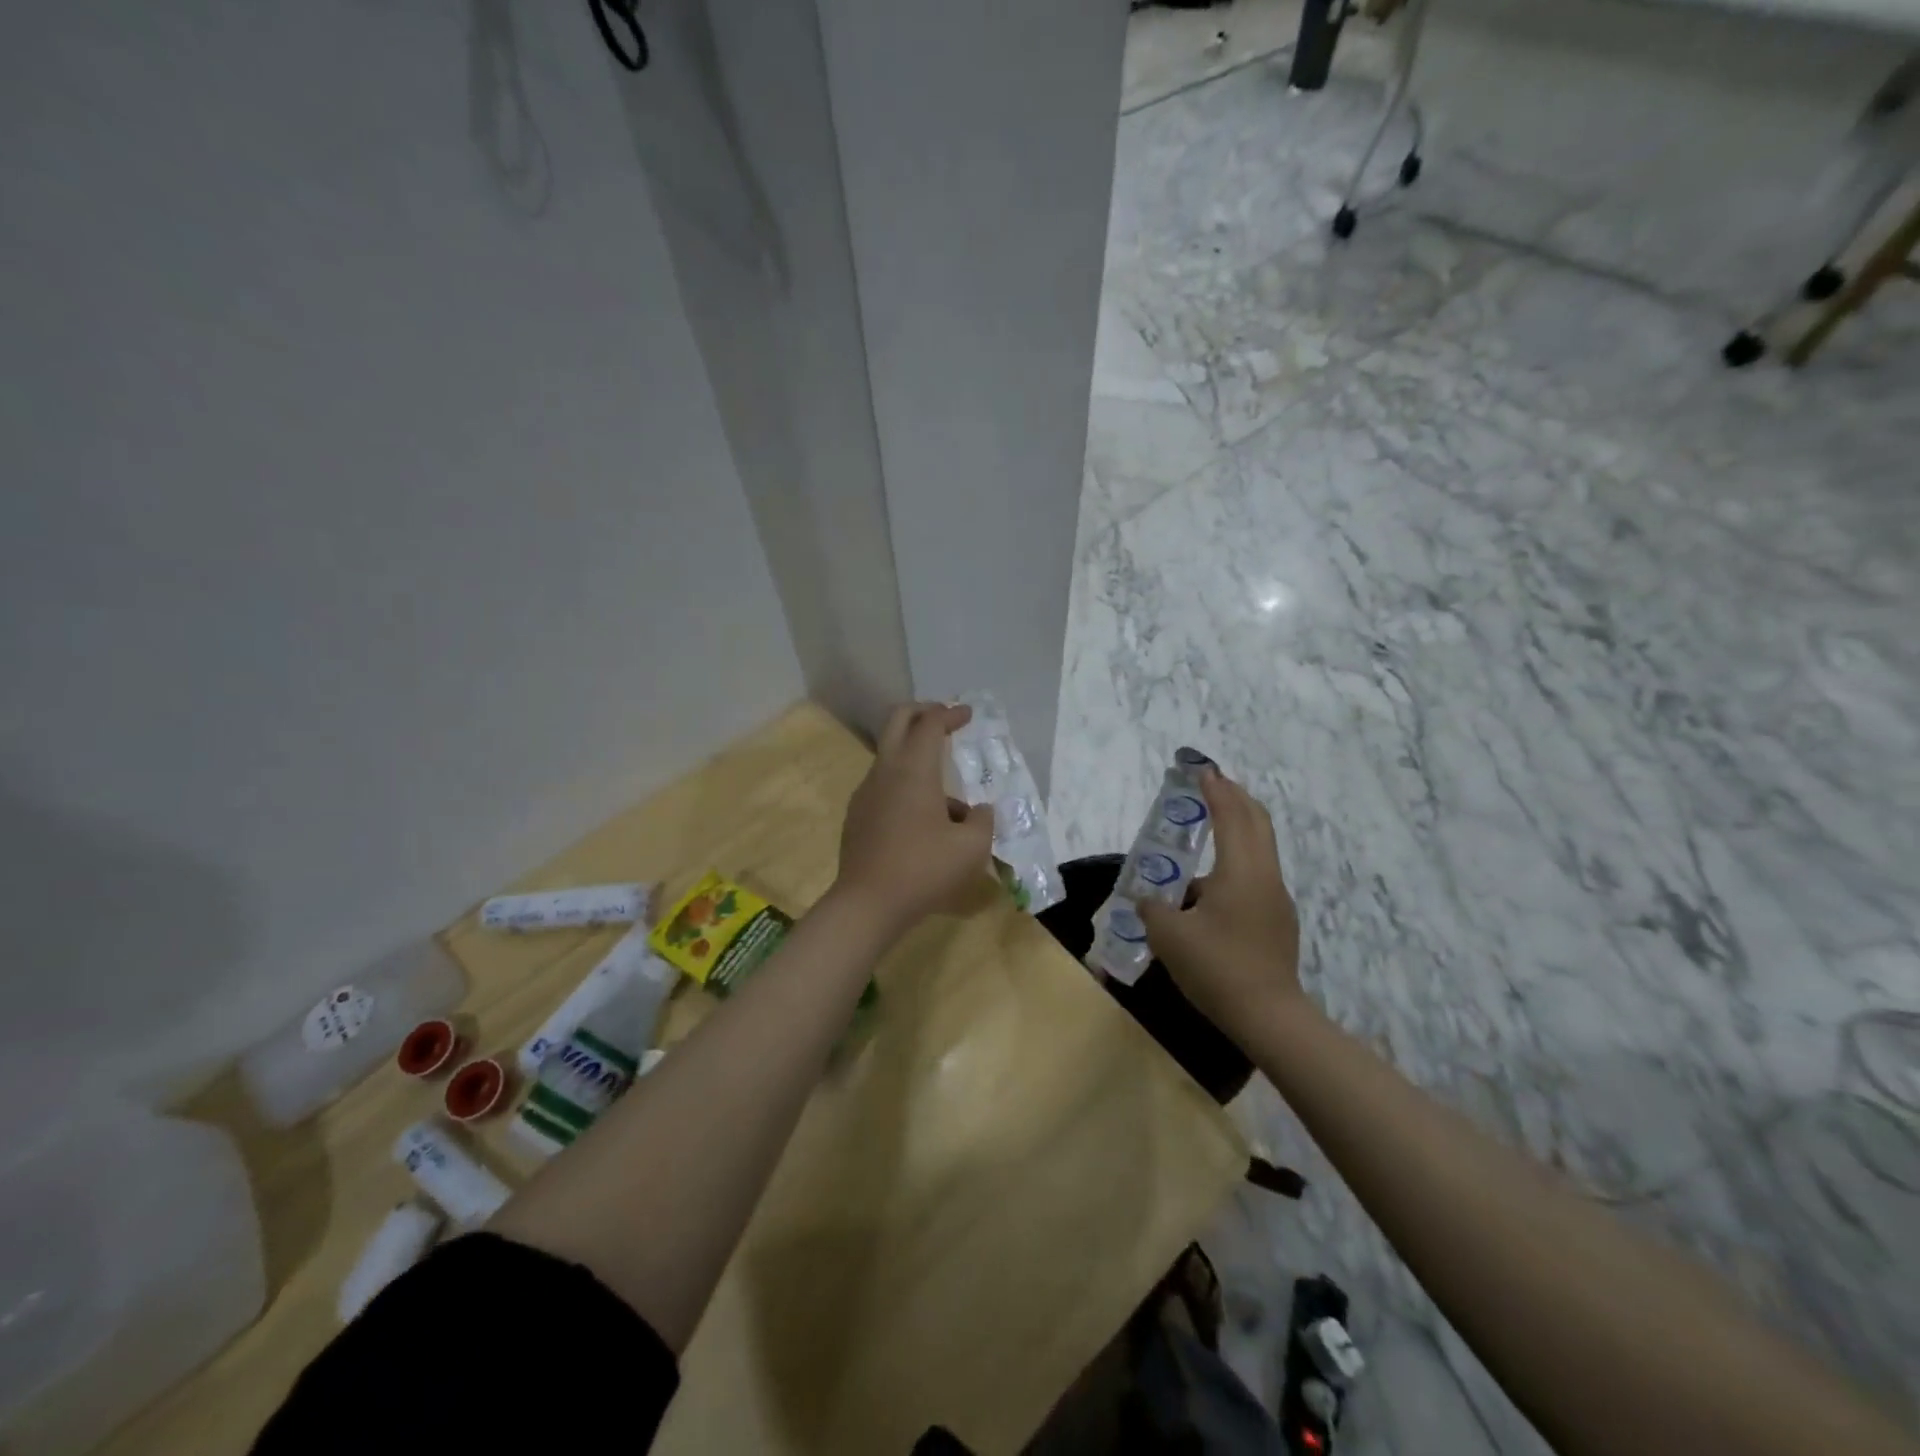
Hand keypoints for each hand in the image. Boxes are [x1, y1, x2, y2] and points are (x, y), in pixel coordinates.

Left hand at [834, 702, 995, 935]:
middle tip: (944, 719)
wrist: (867, 904)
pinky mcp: (857, 815)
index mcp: (913, 770)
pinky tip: (924, 819)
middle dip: (922, 712)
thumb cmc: (924, 870)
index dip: (950, 714)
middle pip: (897, 720)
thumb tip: (978, 811)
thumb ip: (983, 821)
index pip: (930, 724)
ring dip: (916, 755)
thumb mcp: (971, 848)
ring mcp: (866, 792)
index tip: (967, 715)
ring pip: (891, 755)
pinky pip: (884, 784)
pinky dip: (905, 783)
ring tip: (949, 798)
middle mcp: (885, 771)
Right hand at [1137, 768, 1303, 1038]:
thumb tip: (1148, 899)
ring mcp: (1275, 900)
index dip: (1216, 791)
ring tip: (1207, 829)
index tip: (1203, 770)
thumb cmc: (1218, 968)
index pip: (1231, 816)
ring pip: (1258, 849)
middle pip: (1256, 823)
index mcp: (1241, 872)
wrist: (1269, 1018)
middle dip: (1235, 799)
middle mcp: (1264, 877)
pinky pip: (1254, 875)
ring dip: (1237, 829)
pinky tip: (1208, 886)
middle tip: (1212, 785)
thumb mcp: (1170, 936)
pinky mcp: (1277, 922)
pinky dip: (1236, 859)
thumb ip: (1153, 908)